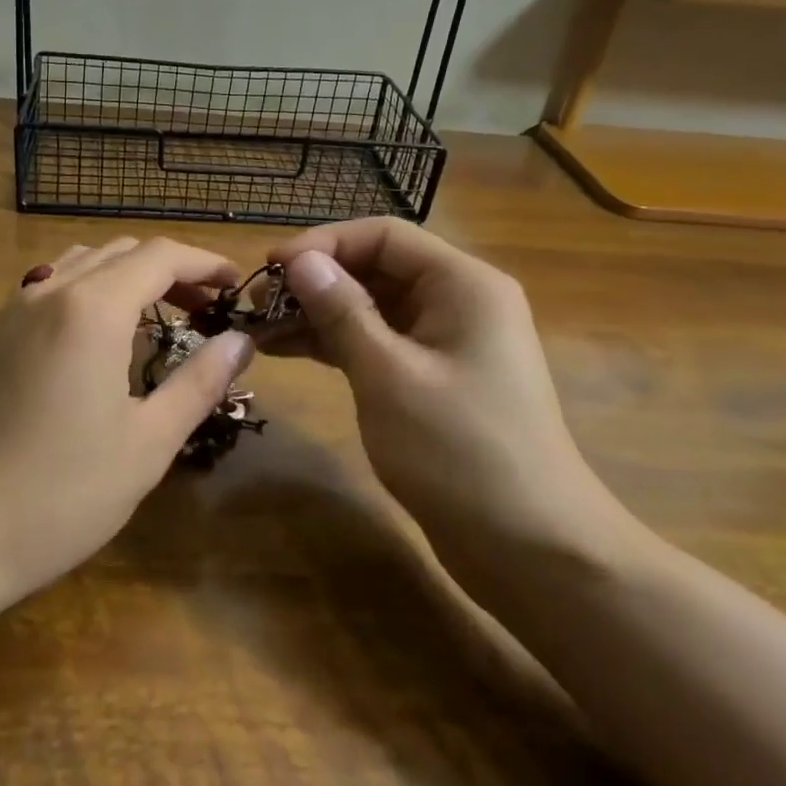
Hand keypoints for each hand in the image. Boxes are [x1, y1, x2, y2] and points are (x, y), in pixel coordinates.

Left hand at [0, 237, 251, 600]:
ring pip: (81, 262)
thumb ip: (198, 382)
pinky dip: (89, 289)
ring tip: (157, 314)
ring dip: (127, 274)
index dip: (204, 262)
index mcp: (92, 309)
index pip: (160, 255)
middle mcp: (49, 292)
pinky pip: (49, 286)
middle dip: (170, 268)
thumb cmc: (61, 494)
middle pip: (121, 251)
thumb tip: (240, 341)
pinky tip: (99, 336)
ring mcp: (12, 310)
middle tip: (205, 307)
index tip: (235, 286)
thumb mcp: (147, 443)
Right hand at [268, 218, 636, 584]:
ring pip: (371, 308)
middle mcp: (457, 301)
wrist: (530, 549)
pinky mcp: (432, 378)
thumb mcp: (389, 375)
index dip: (323, 243)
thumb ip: (342, 311)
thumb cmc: (460, 451)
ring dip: (316, 314)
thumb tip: (300, 260)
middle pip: (376, 268)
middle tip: (255, 305)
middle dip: (315, 282)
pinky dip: (334, 344)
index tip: (270, 268)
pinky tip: (286, 350)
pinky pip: (376, 343)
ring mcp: (445, 342)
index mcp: (462, 284)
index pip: (384, 236)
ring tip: (258, 330)